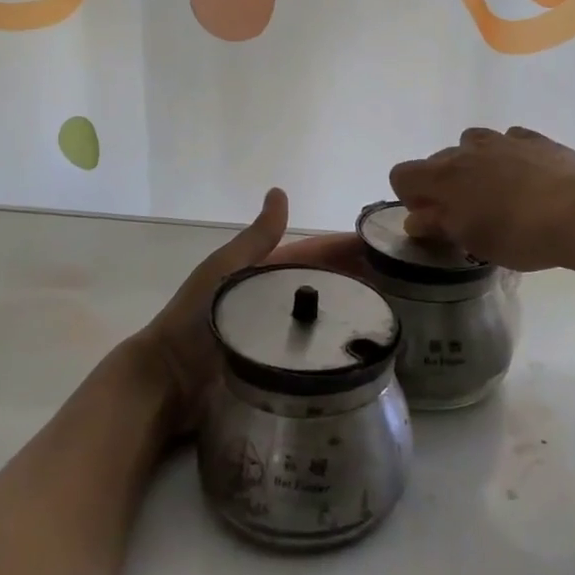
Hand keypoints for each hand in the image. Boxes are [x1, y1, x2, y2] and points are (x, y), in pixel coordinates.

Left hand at [133, 192, 375, 436]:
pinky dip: (343, 347)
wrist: (168, 382)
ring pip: (327, 320)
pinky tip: (371, 349)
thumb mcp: (224, 270)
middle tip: (406, 281)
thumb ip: (255, 239)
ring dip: (356, 312)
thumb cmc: (194, 320)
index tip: (385, 247)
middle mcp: (278, 304)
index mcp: (265, 275)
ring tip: (399, 313)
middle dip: (361, 278)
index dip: (345, 249)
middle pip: (326, 286)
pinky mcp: (285, 372)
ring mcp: (283, 339)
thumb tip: (279, 192)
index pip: (314, 255)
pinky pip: (320, 354)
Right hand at [389, 127, 574, 271]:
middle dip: (443, 184)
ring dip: (474, 164)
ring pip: (473, 143)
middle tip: (465, 214)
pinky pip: (510, 140)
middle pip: (438, 160)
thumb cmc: (518, 234)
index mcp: (444, 176)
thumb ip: (439, 225)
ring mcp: (504, 140)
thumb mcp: (472, 240)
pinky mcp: (536, 139)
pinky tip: (526, 176)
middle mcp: (468, 150)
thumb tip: (417, 219)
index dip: (409, 196)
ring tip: (495, 191)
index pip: (402, 174)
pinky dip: (509, 155)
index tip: (431, 218)